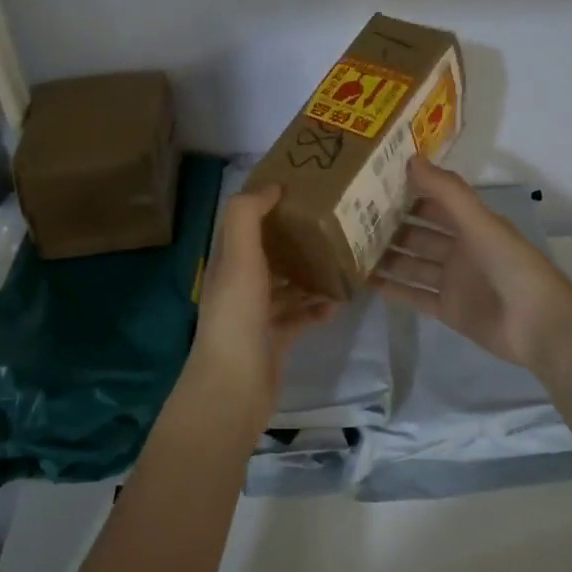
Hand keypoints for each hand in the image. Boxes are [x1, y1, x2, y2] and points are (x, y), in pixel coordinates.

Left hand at [193, 186, 339, 406]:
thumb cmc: (237, 315)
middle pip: (270, 253)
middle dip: (296, 239)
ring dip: (311, 274)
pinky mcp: (276, 338)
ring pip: (287, 285)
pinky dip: (317, 308)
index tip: (301, 188)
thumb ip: (247, 216)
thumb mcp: (238, 256)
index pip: (246, 223)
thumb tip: (271, 186)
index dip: (268, 204)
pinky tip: (337, 303)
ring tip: (342, 260)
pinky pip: (300, 316)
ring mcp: (258, 314)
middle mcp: (240, 284)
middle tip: (332, 223)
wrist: (235, 385)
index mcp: (228, 261)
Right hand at [372, 158, 571, 372]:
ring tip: (350, 247)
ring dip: (387, 256)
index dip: (409, 191)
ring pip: (412, 263)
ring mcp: (453, 281)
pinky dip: (392, 289)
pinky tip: (365, 281)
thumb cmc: (510, 265)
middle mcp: (460, 249)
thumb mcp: (479, 221)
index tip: (373, 181)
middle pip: (419, 233)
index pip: (435, 202)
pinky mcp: (447, 310)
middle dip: (391, 224)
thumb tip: (411, 158)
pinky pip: (414, 295)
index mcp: (472, 224)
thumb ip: (447, 192)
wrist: (536, 324)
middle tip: (351, 215)